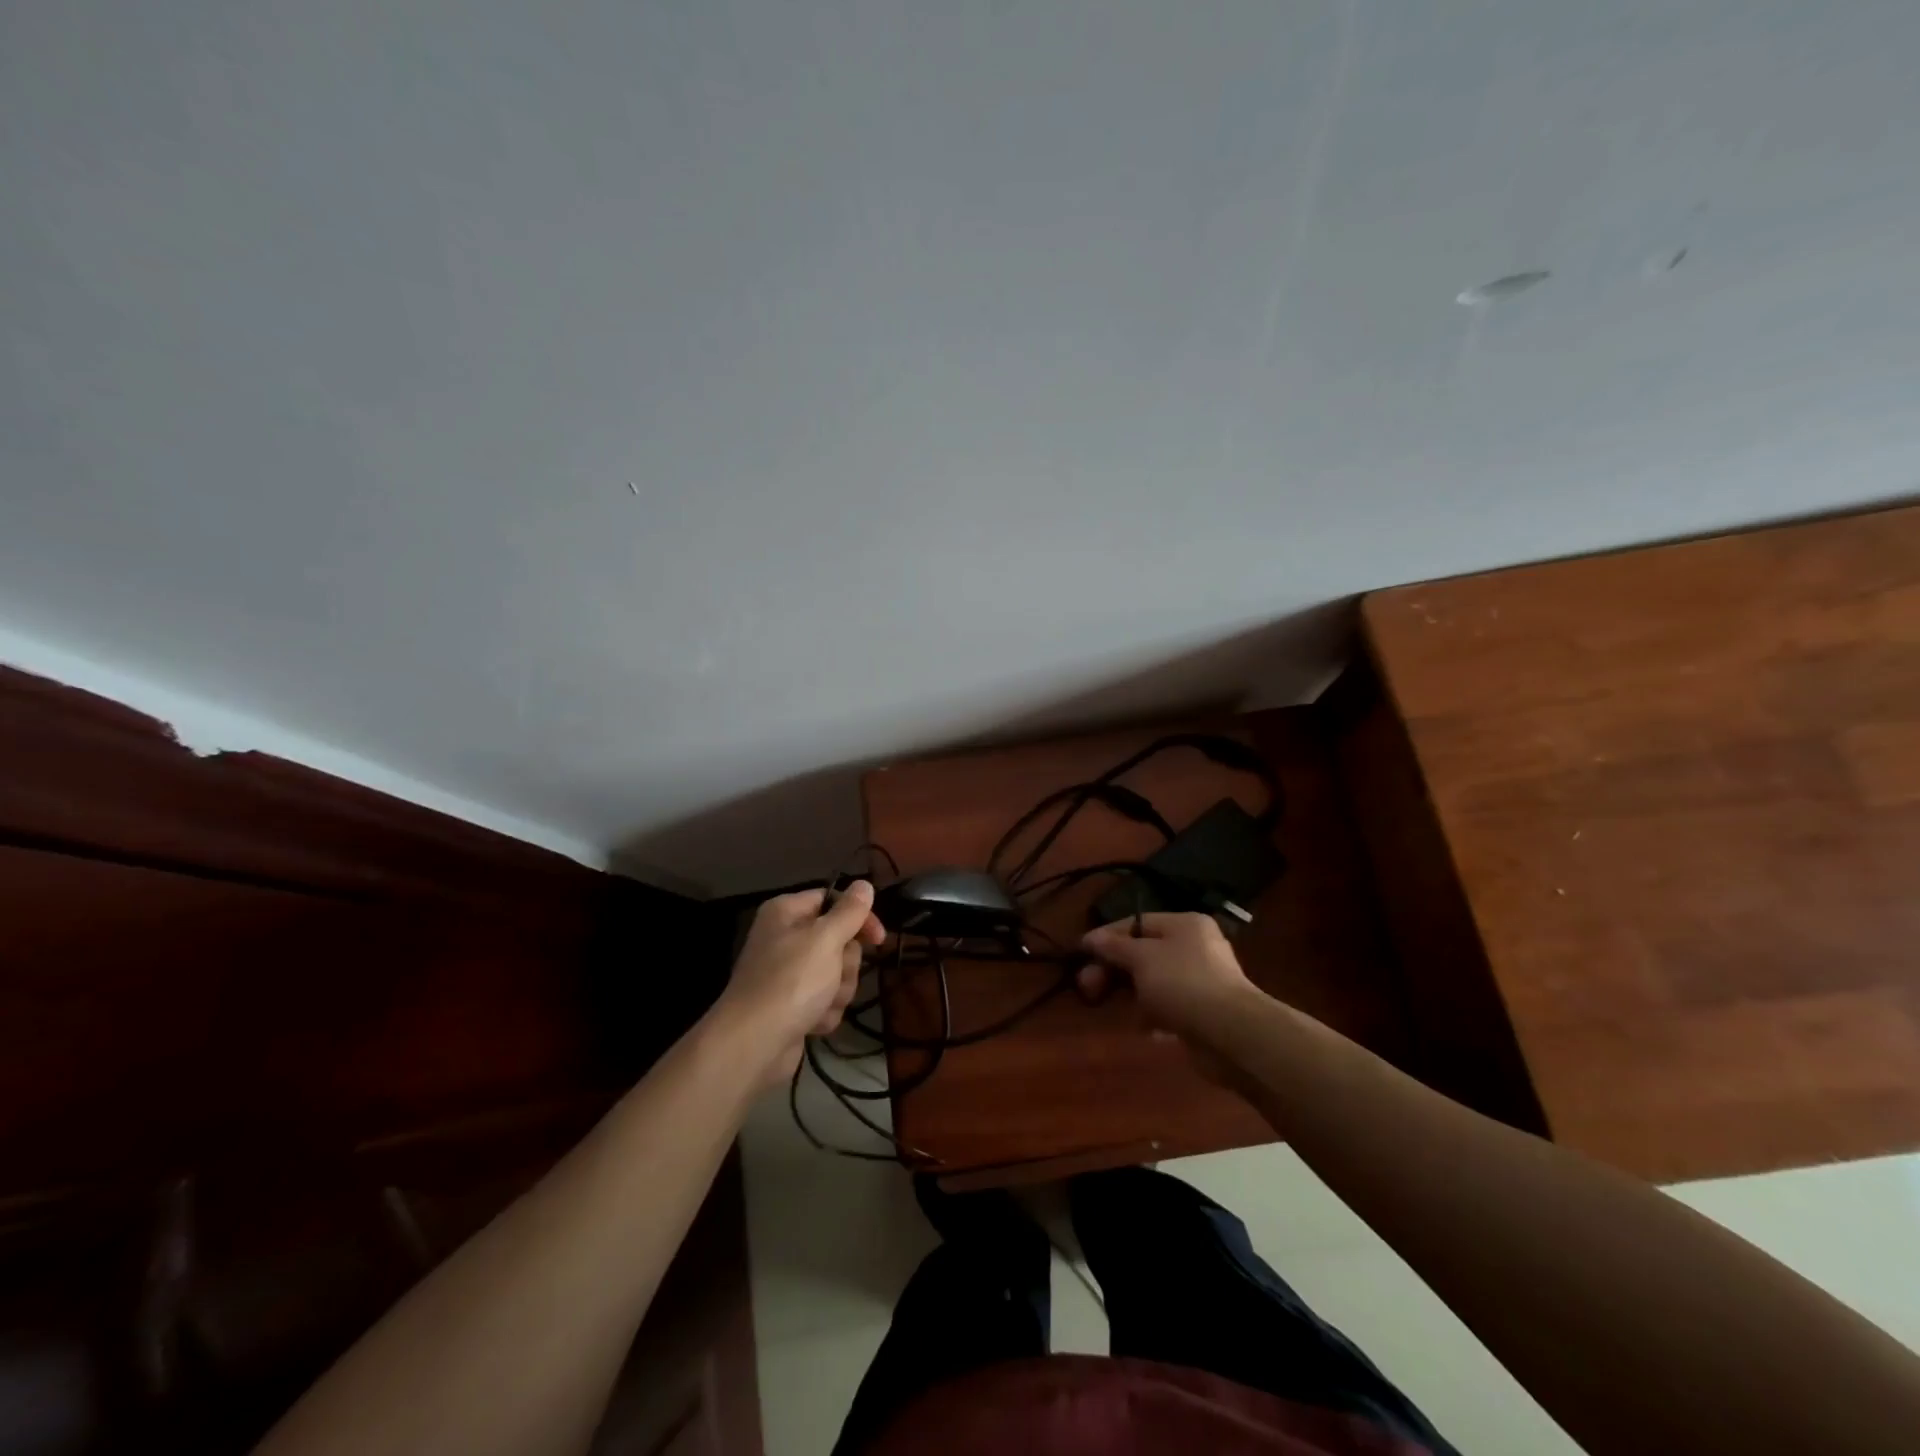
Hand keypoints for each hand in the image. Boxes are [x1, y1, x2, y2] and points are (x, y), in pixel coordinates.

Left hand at [718, 881, 886, 1088]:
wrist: (754, 1044)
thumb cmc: (791, 981)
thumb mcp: (825, 939)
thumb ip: (849, 911)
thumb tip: (864, 884)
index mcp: (787, 912)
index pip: (833, 900)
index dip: (858, 918)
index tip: (878, 938)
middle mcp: (786, 938)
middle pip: (839, 941)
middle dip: (844, 964)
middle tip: (832, 975)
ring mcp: (789, 974)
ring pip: (837, 973)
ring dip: (837, 991)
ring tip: (819, 1003)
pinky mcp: (793, 1005)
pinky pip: (826, 1000)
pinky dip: (824, 1011)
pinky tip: (811, 1022)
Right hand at [1078, 912, 1262, 1081]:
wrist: (1232, 1035)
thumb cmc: (1183, 983)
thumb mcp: (1141, 958)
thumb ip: (1114, 947)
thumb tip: (1091, 938)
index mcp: (1184, 924)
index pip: (1136, 923)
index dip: (1106, 937)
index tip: (1081, 954)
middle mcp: (1195, 947)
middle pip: (1143, 954)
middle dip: (1115, 971)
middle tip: (1089, 989)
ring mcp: (1201, 981)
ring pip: (1153, 983)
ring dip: (1134, 996)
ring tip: (1123, 1011)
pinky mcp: (1203, 1012)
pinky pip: (1168, 1008)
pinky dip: (1154, 1016)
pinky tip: (1147, 1029)